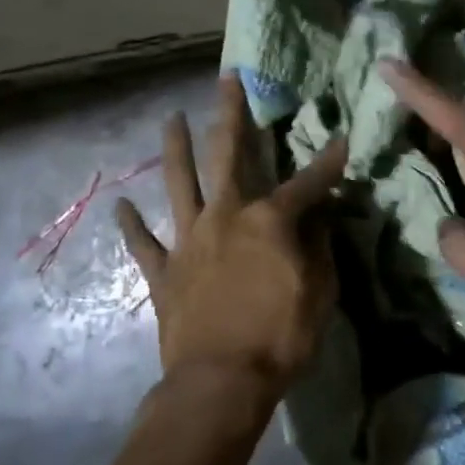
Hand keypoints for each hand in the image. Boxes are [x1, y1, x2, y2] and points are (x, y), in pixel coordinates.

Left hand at [116, 73, 347, 397]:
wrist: (220, 383)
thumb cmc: (280, 338)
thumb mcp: (320, 293)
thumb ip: (320, 246)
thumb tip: (323, 213)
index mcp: (267, 221)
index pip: (306, 184)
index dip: (327, 163)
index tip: (342, 141)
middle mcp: (224, 217)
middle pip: (226, 155)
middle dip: (230, 115)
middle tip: (227, 81)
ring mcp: (189, 241)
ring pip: (179, 183)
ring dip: (176, 148)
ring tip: (171, 119)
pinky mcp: (164, 272)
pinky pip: (144, 244)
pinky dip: (132, 225)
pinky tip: (121, 205)